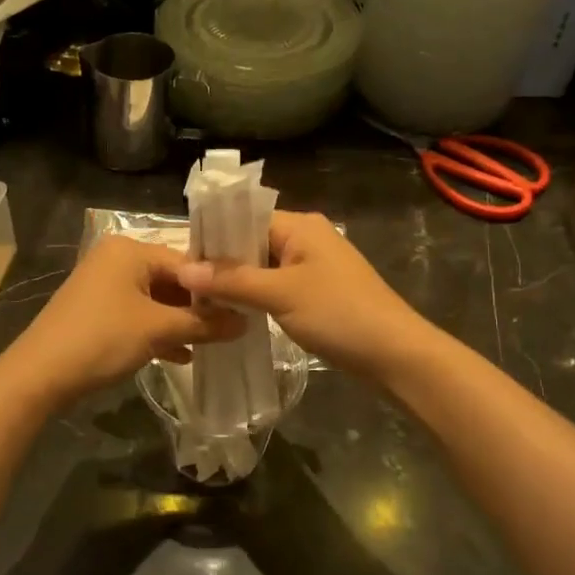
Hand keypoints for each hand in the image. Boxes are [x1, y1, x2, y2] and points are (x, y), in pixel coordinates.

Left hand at [7, 237, 243, 405]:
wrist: (39, 375)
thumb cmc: (103, 339)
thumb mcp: (159, 330)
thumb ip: (204, 323)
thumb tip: (245, 322)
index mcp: (130, 249)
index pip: (187, 263)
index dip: (216, 288)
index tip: (244, 309)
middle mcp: (116, 258)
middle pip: (171, 280)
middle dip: (198, 308)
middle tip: (231, 328)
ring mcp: (103, 284)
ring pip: (155, 300)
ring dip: (180, 322)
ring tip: (212, 344)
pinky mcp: (96, 310)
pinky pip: (137, 314)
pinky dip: (158, 331)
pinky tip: (181, 355)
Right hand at [177, 212, 433, 380]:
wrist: (395, 354)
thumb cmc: (339, 314)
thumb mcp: (280, 294)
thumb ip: (232, 280)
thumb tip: (183, 269)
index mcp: (300, 225)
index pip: (243, 219)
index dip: (212, 239)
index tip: (179, 263)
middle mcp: (306, 238)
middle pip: (251, 243)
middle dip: (220, 264)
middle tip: (183, 288)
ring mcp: (313, 266)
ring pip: (262, 267)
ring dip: (236, 283)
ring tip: (200, 302)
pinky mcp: (317, 292)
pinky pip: (276, 286)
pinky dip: (255, 297)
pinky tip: (232, 313)